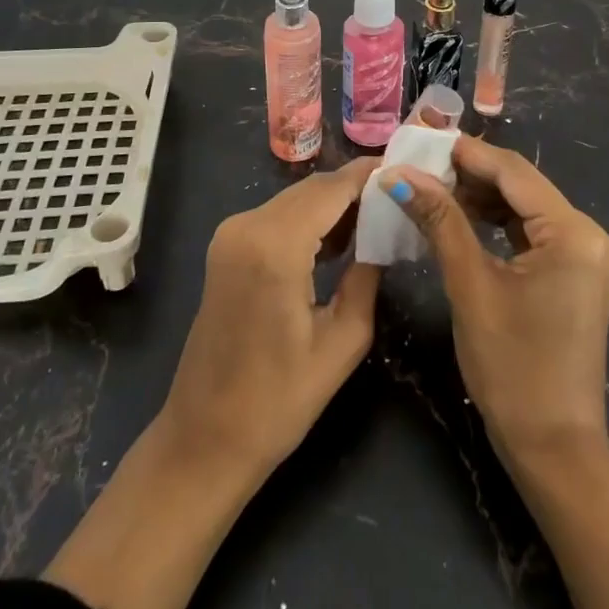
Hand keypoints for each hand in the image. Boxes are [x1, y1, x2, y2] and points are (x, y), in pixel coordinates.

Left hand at [160, 156, 381, 482]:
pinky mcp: (225, 247)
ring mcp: (230, 234)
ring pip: (294, 199)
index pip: (331, 189)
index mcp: (275, 246)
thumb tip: (382, 237)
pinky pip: (276, 217)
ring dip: (331, 204)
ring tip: (375, 219)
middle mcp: (247, 226)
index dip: (367, 175)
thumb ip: (367, 278)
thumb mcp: (342, 343)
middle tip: (396, 198)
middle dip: (353, 189)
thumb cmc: (278, 402)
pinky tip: (336, 239)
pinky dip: (307, 219)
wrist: (204, 439)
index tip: (404, 168)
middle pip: (312, 189)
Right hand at [387, 140, 608, 608]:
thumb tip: (397, 174)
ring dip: (480, 196)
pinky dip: (496, 221)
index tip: (420, 138)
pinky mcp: (576, 271)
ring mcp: (586, 254)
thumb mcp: (470, 285)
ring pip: (524, 206)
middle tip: (419, 164)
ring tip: (431, 186)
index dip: (466, 152)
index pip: (514, 172)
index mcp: (574, 233)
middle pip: (521, 185)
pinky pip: (531, 230)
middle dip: (470, 173)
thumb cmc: (512, 368)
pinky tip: (460, 215)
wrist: (553, 449)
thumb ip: (439, 220)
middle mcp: (589, 234)